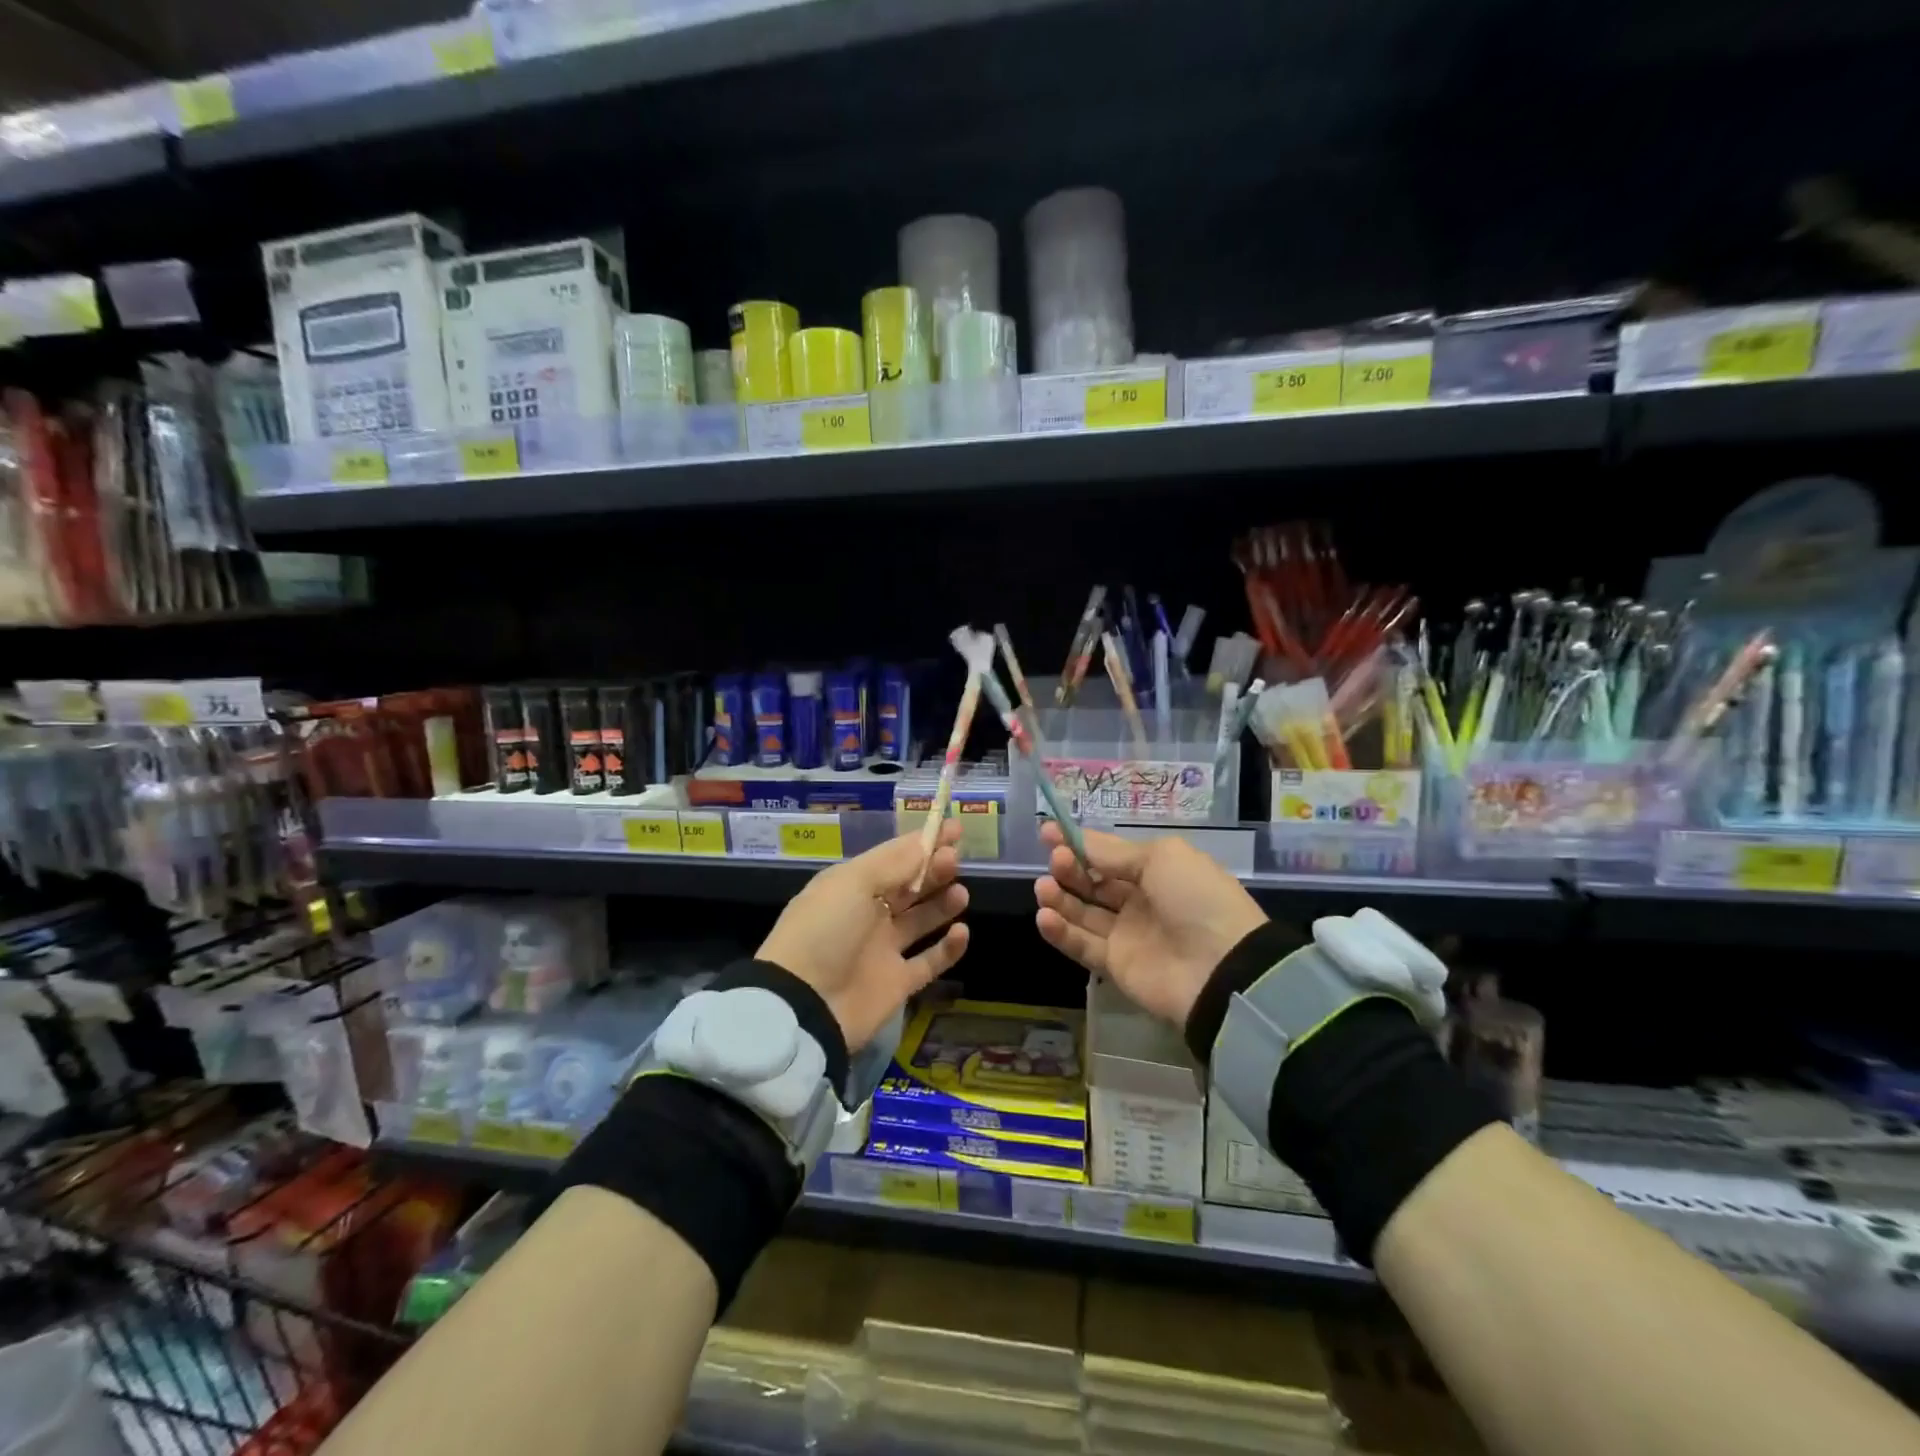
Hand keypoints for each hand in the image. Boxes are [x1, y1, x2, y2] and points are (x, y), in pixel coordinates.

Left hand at [757, 821, 970, 1048]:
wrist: (804, 1004)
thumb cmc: (824, 931)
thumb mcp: (852, 884)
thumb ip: (893, 863)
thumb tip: (925, 843)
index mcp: (851, 886)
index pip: (893, 857)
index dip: (922, 842)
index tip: (955, 829)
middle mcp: (868, 914)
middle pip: (909, 886)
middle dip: (933, 869)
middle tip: (955, 861)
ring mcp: (883, 950)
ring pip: (921, 920)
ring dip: (942, 903)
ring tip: (960, 893)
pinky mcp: (897, 983)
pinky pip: (929, 961)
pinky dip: (948, 948)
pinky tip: (961, 931)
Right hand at [1033, 821, 1264, 1026]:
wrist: (1221, 967)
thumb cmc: (1195, 898)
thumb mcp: (1161, 858)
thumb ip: (1114, 852)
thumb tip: (1078, 840)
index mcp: (1156, 871)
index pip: (1109, 854)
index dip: (1079, 843)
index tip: (1047, 833)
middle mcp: (1139, 901)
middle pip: (1093, 882)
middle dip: (1070, 868)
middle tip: (1056, 861)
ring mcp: (1126, 934)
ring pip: (1082, 913)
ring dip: (1059, 898)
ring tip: (1044, 888)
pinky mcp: (1114, 965)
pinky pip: (1081, 945)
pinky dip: (1060, 932)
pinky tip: (1044, 916)